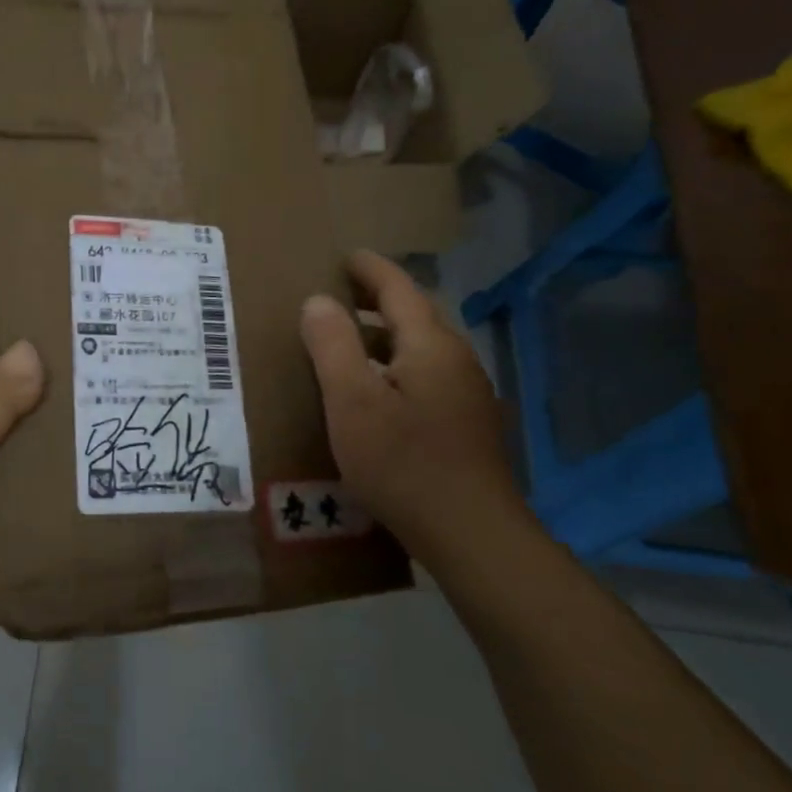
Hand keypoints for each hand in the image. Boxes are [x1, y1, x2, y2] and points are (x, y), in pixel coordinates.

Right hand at [300, 251, 524, 554]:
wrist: (473, 537)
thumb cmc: (404, 463)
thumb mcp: (352, 401)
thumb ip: (332, 345)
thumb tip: (318, 300)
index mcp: (430, 346)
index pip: (398, 289)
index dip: (369, 269)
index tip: (345, 255)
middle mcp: (456, 360)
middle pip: (415, 315)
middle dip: (377, 299)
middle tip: (337, 295)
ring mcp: (467, 394)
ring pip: (421, 348)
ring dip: (385, 336)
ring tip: (348, 342)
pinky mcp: (467, 424)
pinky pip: (426, 375)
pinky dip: (396, 366)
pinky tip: (376, 392)